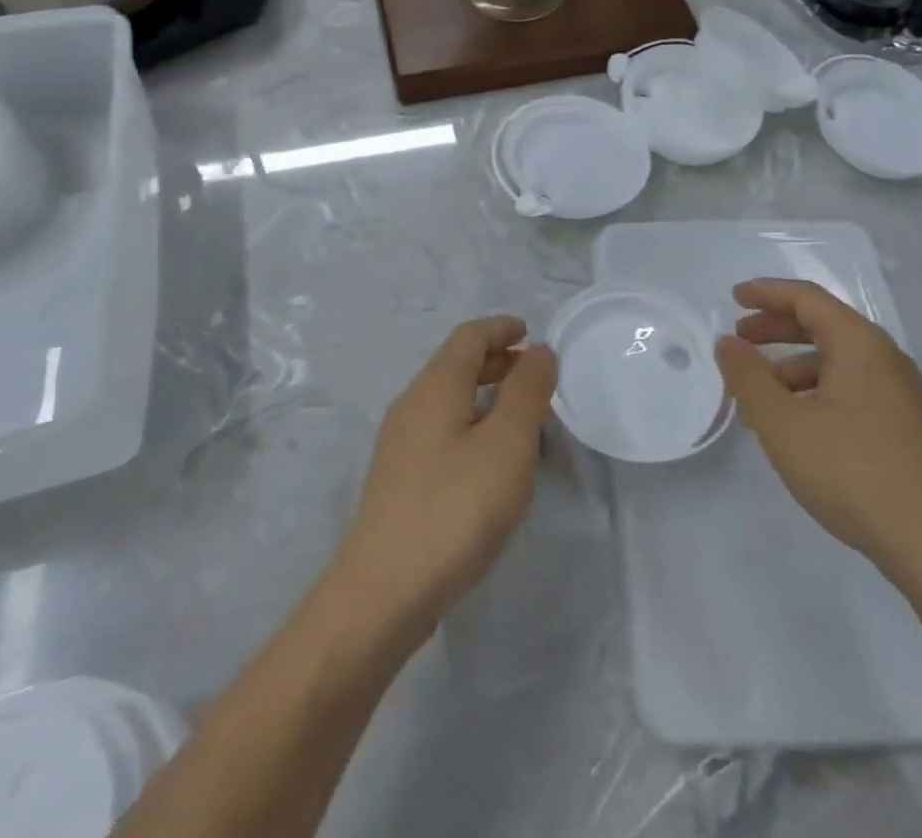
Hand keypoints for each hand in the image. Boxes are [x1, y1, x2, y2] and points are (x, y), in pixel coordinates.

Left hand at [334, 317, 556, 634]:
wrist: (383, 592)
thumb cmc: (455, 507)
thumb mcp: (507, 445)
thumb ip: (526, 392)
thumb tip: (538, 350)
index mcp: (435, 386)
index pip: (468, 336)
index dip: (500, 328)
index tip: (530, 332)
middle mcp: (412, 405)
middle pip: (455, 365)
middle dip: (495, 360)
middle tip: (533, 373)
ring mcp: (400, 444)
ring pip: (448, 399)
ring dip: (484, 394)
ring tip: (521, 416)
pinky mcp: (399, 480)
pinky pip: (441, 430)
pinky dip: (471, 424)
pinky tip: (490, 460)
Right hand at [715, 279, 921, 579]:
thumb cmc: (851, 472)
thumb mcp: (782, 423)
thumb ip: (748, 377)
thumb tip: (727, 343)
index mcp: (860, 344)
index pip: (807, 298)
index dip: (767, 292)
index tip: (732, 299)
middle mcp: (884, 359)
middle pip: (822, 324)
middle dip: (775, 327)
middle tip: (738, 340)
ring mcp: (897, 394)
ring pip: (834, 360)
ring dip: (789, 366)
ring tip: (755, 396)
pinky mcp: (901, 426)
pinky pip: (847, 388)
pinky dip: (812, 391)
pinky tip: (792, 425)